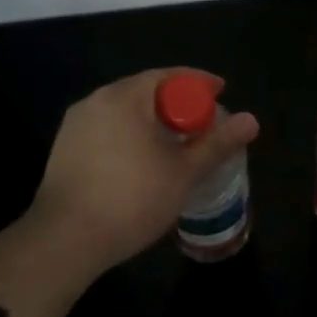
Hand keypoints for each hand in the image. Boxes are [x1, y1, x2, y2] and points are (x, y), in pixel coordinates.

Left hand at [26, 68, 259, 270]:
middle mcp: (97, 100)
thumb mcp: (183, 173)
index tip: (221, 92)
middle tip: (202, 122)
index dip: (199, 82)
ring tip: (175, 143)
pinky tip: (142, 161)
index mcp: (125, 97)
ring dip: (152, 120)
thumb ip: (217, 143)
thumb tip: (252, 120)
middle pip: (145, 91)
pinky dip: (130, 135)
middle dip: (176, 102)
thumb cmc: (132, 199)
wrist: (65, 240)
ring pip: (124, 111)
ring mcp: (76, 125)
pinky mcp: (64, 149)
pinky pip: (107, 129)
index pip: (169, 76)